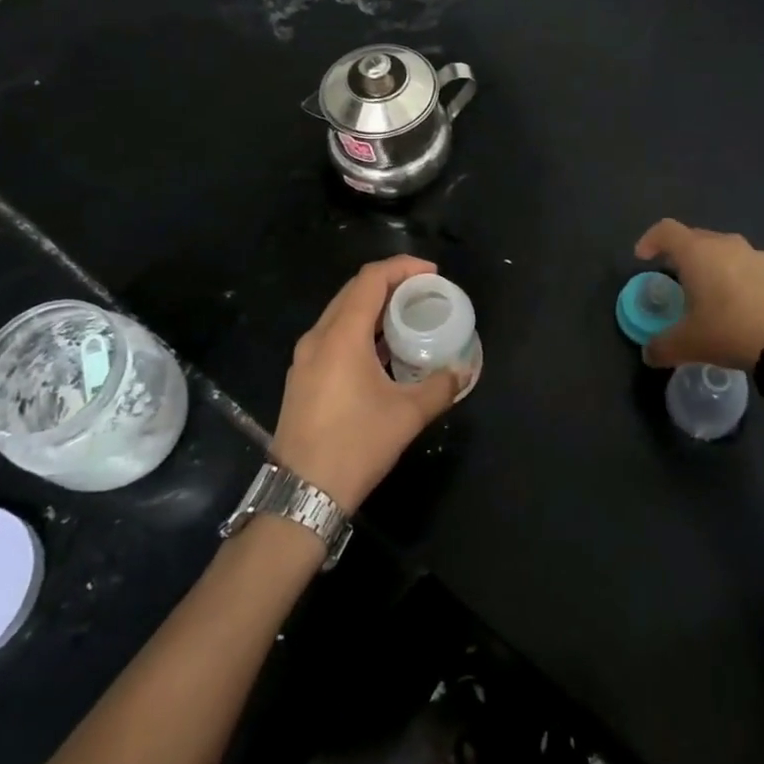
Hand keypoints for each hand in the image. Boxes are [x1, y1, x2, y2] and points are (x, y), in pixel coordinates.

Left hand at [272, 256, 459, 510]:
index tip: (432, 274)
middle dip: (390, 283)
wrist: (300, 495)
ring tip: (406, 317)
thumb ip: (441, 386)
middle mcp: (318, 337)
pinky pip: (333, 335)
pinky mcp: (302, 377)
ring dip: (373, 306)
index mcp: (341, 335)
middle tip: (423, 291)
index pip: (371, 279)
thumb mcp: (407, 415)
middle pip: (354, 290)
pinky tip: (381, 350)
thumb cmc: (355, 446)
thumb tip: (463, 371)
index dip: (402, 267)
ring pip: (340, 312)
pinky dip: (359, 328)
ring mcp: (305, 358)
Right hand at [634, 220, 763, 370]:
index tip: (644, 258)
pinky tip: (747, 309)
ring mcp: (759, 256)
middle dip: (683, 256)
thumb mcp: (688, 345)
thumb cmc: (731, 331)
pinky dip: (743, 281)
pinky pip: (753, 269)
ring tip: (715, 297)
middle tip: (679, 282)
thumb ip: (661, 346)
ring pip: (727, 253)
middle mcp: (727, 244)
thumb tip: (648, 353)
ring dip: (716, 268)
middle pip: (697, 239)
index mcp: (698, 253)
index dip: (650, 240)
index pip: (665, 230)